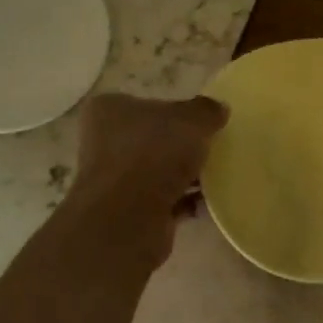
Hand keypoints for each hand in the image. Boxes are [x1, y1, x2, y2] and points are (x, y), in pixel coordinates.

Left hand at [69, 92, 228, 262]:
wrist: (127, 218)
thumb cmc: (152, 154)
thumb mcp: (190, 121)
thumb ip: (206, 111)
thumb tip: (218, 108)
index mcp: (109, 110)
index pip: (147, 104)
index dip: (177, 111)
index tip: (203, 123)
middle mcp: (104, 143)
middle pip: (154, 139)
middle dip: (183, 147)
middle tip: (213, 148)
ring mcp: (115, 181)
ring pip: (159, 172)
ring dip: (186, 176)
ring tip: (217, 176)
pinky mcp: (129, 212)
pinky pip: (164, 201)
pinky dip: (184, 202)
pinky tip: (208, 203)